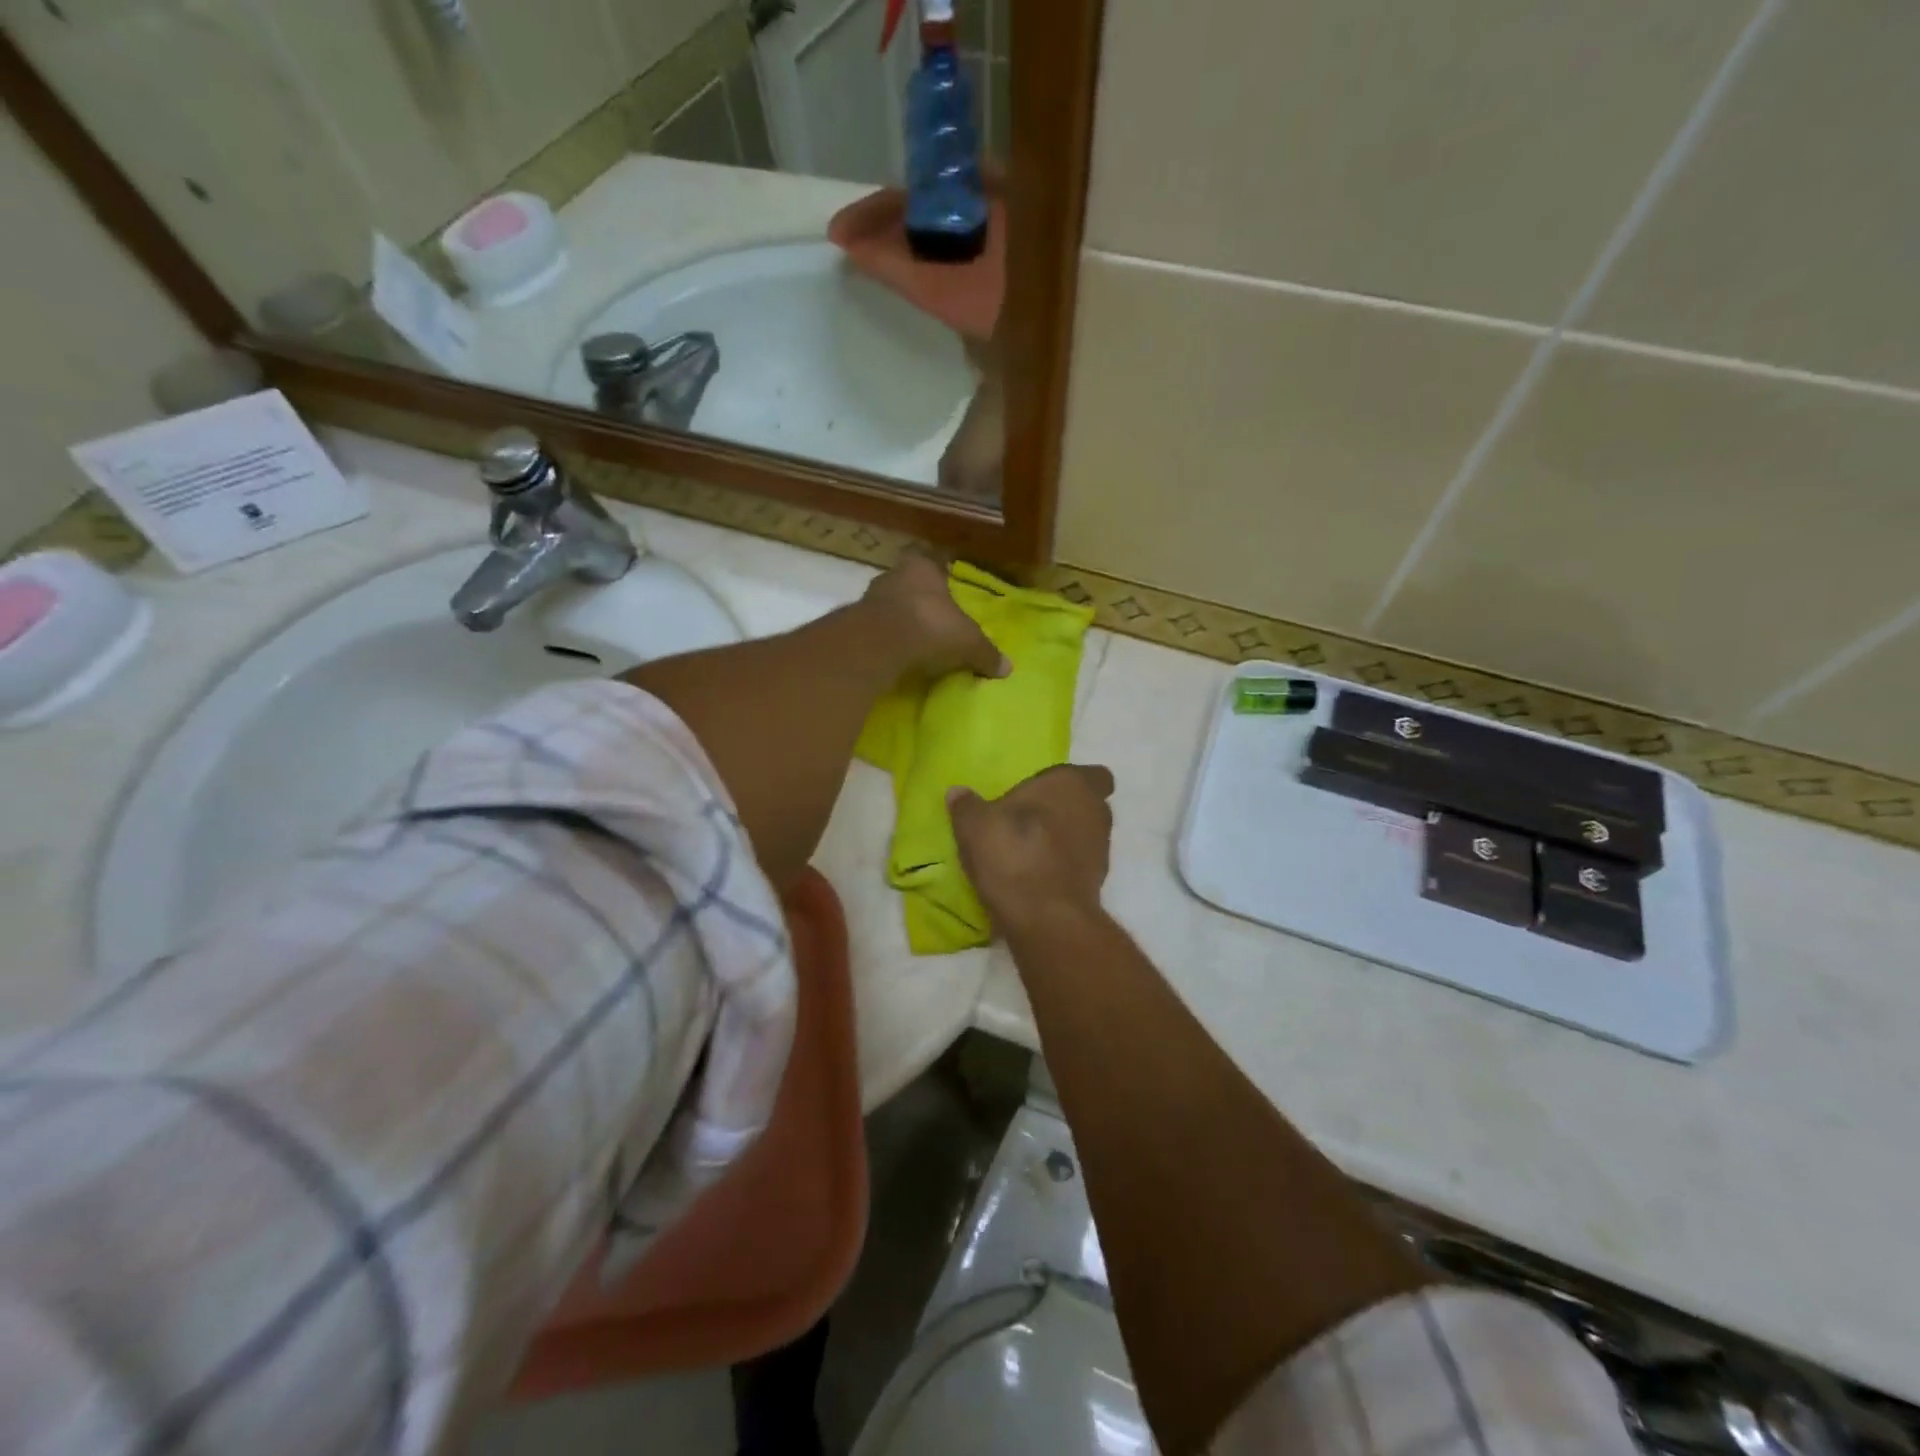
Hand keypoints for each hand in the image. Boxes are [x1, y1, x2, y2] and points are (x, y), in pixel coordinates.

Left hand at [863, 551, 1009, 680]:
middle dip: (918, 596)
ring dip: (899, 618)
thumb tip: (1007, 668)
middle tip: (932, 614)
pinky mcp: (853, 625)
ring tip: (913, 637)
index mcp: (923, 568)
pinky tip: (895, 652)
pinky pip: (874, 628)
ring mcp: (869, 599)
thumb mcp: (968, 643)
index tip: (946, 578)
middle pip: (908, 581)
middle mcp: (893, 575)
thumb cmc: (931, 627)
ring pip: (888, 603)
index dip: (939, 568)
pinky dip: (885, 638)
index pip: (931, 559)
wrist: (879, 645)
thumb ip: (985, 653)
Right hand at [947, 765, 1115, 935]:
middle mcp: (1096, 812)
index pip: (1093, 774)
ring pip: (1085, 835)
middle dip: (1066, 809)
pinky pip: (1079, 864)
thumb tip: (958, 793)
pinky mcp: (1097, 883)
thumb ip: (967, 806)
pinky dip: (1063, 866)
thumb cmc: (1014, 854)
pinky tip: (1035, 875)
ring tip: (1028, 850)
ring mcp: (1101, 850)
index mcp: (1072, 784)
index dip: (1073, 781)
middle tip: (1031, 818)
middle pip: (1088, 804)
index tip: (1046, 791)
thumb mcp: (975, 826)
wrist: (1046, 918)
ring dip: (1064, 839)